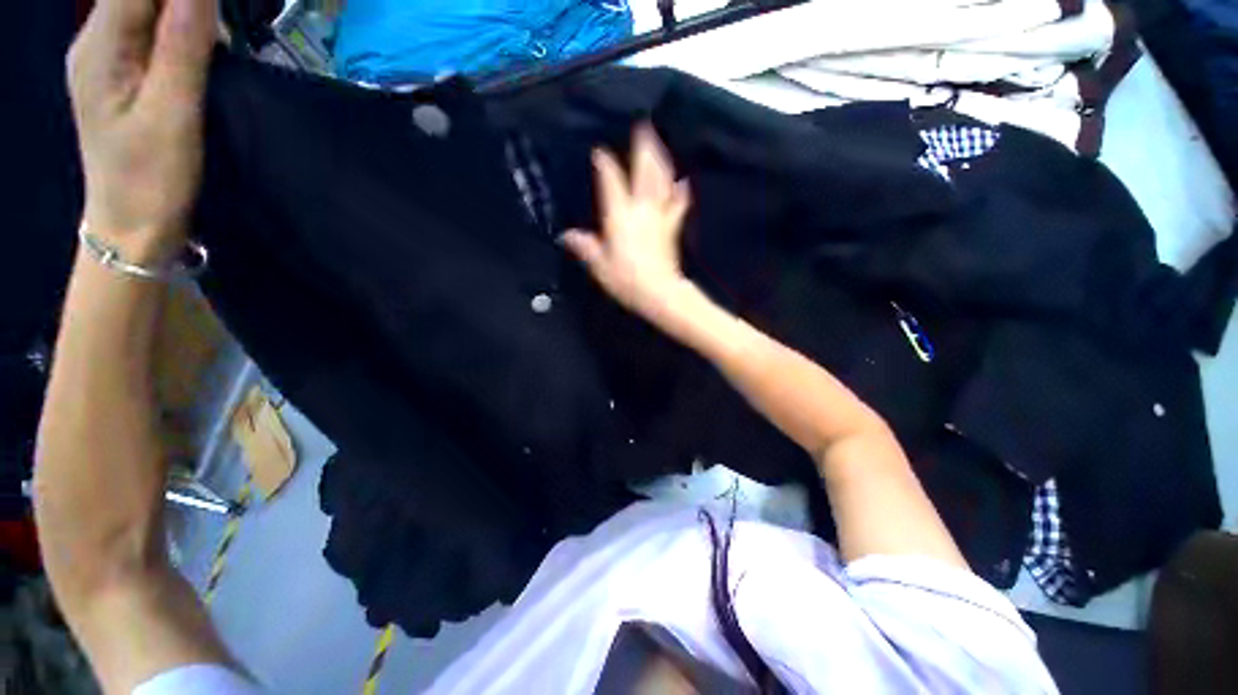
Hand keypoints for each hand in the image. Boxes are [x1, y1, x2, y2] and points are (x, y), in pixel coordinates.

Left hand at [68, 0, 215, 262]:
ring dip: (183, 15)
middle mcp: (94, 42)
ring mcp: (104, 60)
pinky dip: (177, 32)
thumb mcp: (172, 113)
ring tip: (216, 40)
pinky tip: (198, 51)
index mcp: (99, 46)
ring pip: (145, 11)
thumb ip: (182, 47)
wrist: (132, 229)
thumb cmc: (151, 178)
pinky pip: (148, 33)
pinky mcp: (119, 77)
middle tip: (218, 31)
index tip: (213, 11)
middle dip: (184, 4)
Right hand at [561, 124, 693, 323]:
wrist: (659, 291)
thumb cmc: (626, 279)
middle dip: (643, 148)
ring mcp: (659, 216)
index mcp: (620, 215)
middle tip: (644, 126)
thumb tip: (567, 235)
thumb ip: (585, 247)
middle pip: (644, 172)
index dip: (606, 165)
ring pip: (662, 181)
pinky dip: (680, 191)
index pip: (612, 181)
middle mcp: (641, 209)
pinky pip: (678, 204)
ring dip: (661, 161)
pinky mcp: (672, 227)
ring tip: (659, 145)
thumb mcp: (599, 265)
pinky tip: (683, 182)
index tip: (600, 152)